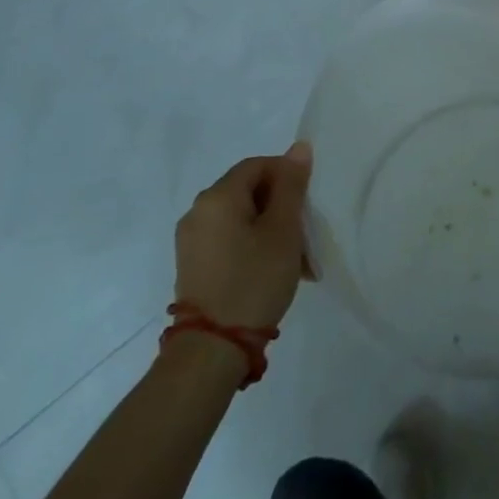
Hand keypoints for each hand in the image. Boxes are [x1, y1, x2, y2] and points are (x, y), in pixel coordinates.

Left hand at [173, 143, 313, 329]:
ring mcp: (191, 240)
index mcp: (217, 196)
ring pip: (241, 217)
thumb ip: (291, 185)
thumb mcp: (283, 229)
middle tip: (305, 232)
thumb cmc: (253, 280)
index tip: (307, 204)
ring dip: (270, 228)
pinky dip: (252, 245)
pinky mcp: (192, 265)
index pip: (259, 165)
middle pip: (248, 191)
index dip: (288, 176)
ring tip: (294, 258)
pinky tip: (271, 269)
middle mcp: (197, 211)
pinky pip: (228, 239)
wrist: (211, 351)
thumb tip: (298, 148)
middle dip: (281, 206)